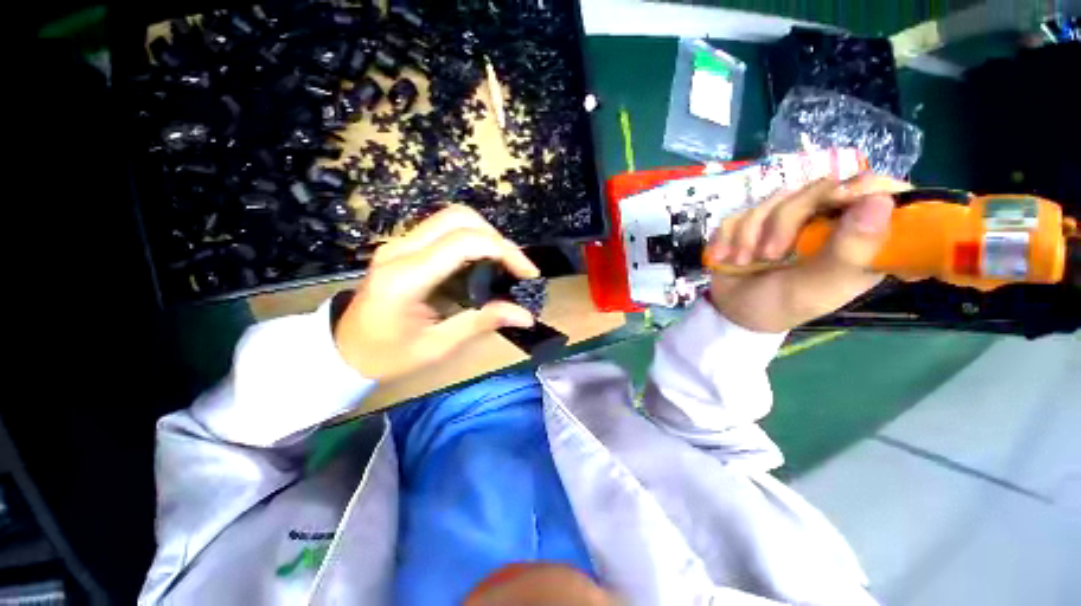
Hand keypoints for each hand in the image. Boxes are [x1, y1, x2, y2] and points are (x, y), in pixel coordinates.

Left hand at [334, 205, 538, 381]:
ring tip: (504, 266)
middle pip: (459, 218)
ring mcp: (400, 243)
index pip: (464, 243)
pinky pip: (445, 230)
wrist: (345, 349)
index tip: (528, 274)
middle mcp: (401, 249)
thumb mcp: (438, 346)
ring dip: (486, 236)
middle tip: (516, 268)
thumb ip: (481, 323)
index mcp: (406, 277)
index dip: (504, 252)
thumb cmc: (388, 355)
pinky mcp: (405, 246)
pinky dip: (473, 240)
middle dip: (497, 238)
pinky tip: (483, 264)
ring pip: (453, 218)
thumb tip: (525, 315)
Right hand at [705, 174, 911, 332]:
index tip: (835, 201)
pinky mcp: (752, 222)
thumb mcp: (820, 286)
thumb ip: (851, 250)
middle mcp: (825, 221)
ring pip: (772, 200)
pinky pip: (739, 213)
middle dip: (783, 223)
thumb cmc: (783, 305)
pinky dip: (727, 237)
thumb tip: (880, 200)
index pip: (874, 192)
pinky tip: (725, 257)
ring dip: (749, 235)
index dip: (858, 187)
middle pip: (815, 190)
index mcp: (856, 237)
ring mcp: (785, 220)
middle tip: (769, 255)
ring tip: (742, 262)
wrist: (732, 312)